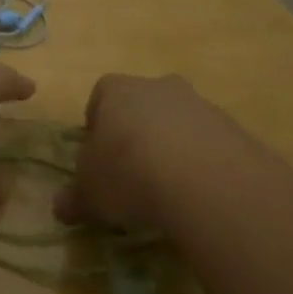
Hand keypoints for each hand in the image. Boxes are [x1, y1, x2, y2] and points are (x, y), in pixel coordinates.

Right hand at [56, 72, 243, 228]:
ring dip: (172, 150)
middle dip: (136, 136)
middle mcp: (156, 86)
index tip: (98, 161)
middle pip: (141, 108)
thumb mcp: (90, 193)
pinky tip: (200, 197)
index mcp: (116, 90)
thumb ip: (74, 198)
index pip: (99, 99)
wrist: (206, 180)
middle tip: (133, 176)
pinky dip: (202, 166)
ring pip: (177, 124)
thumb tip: (59, 207)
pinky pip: (209, 145)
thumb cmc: (130, 172)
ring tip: (169, 193)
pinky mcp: (233, 128)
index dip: (96, 130)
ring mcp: (198, 104)